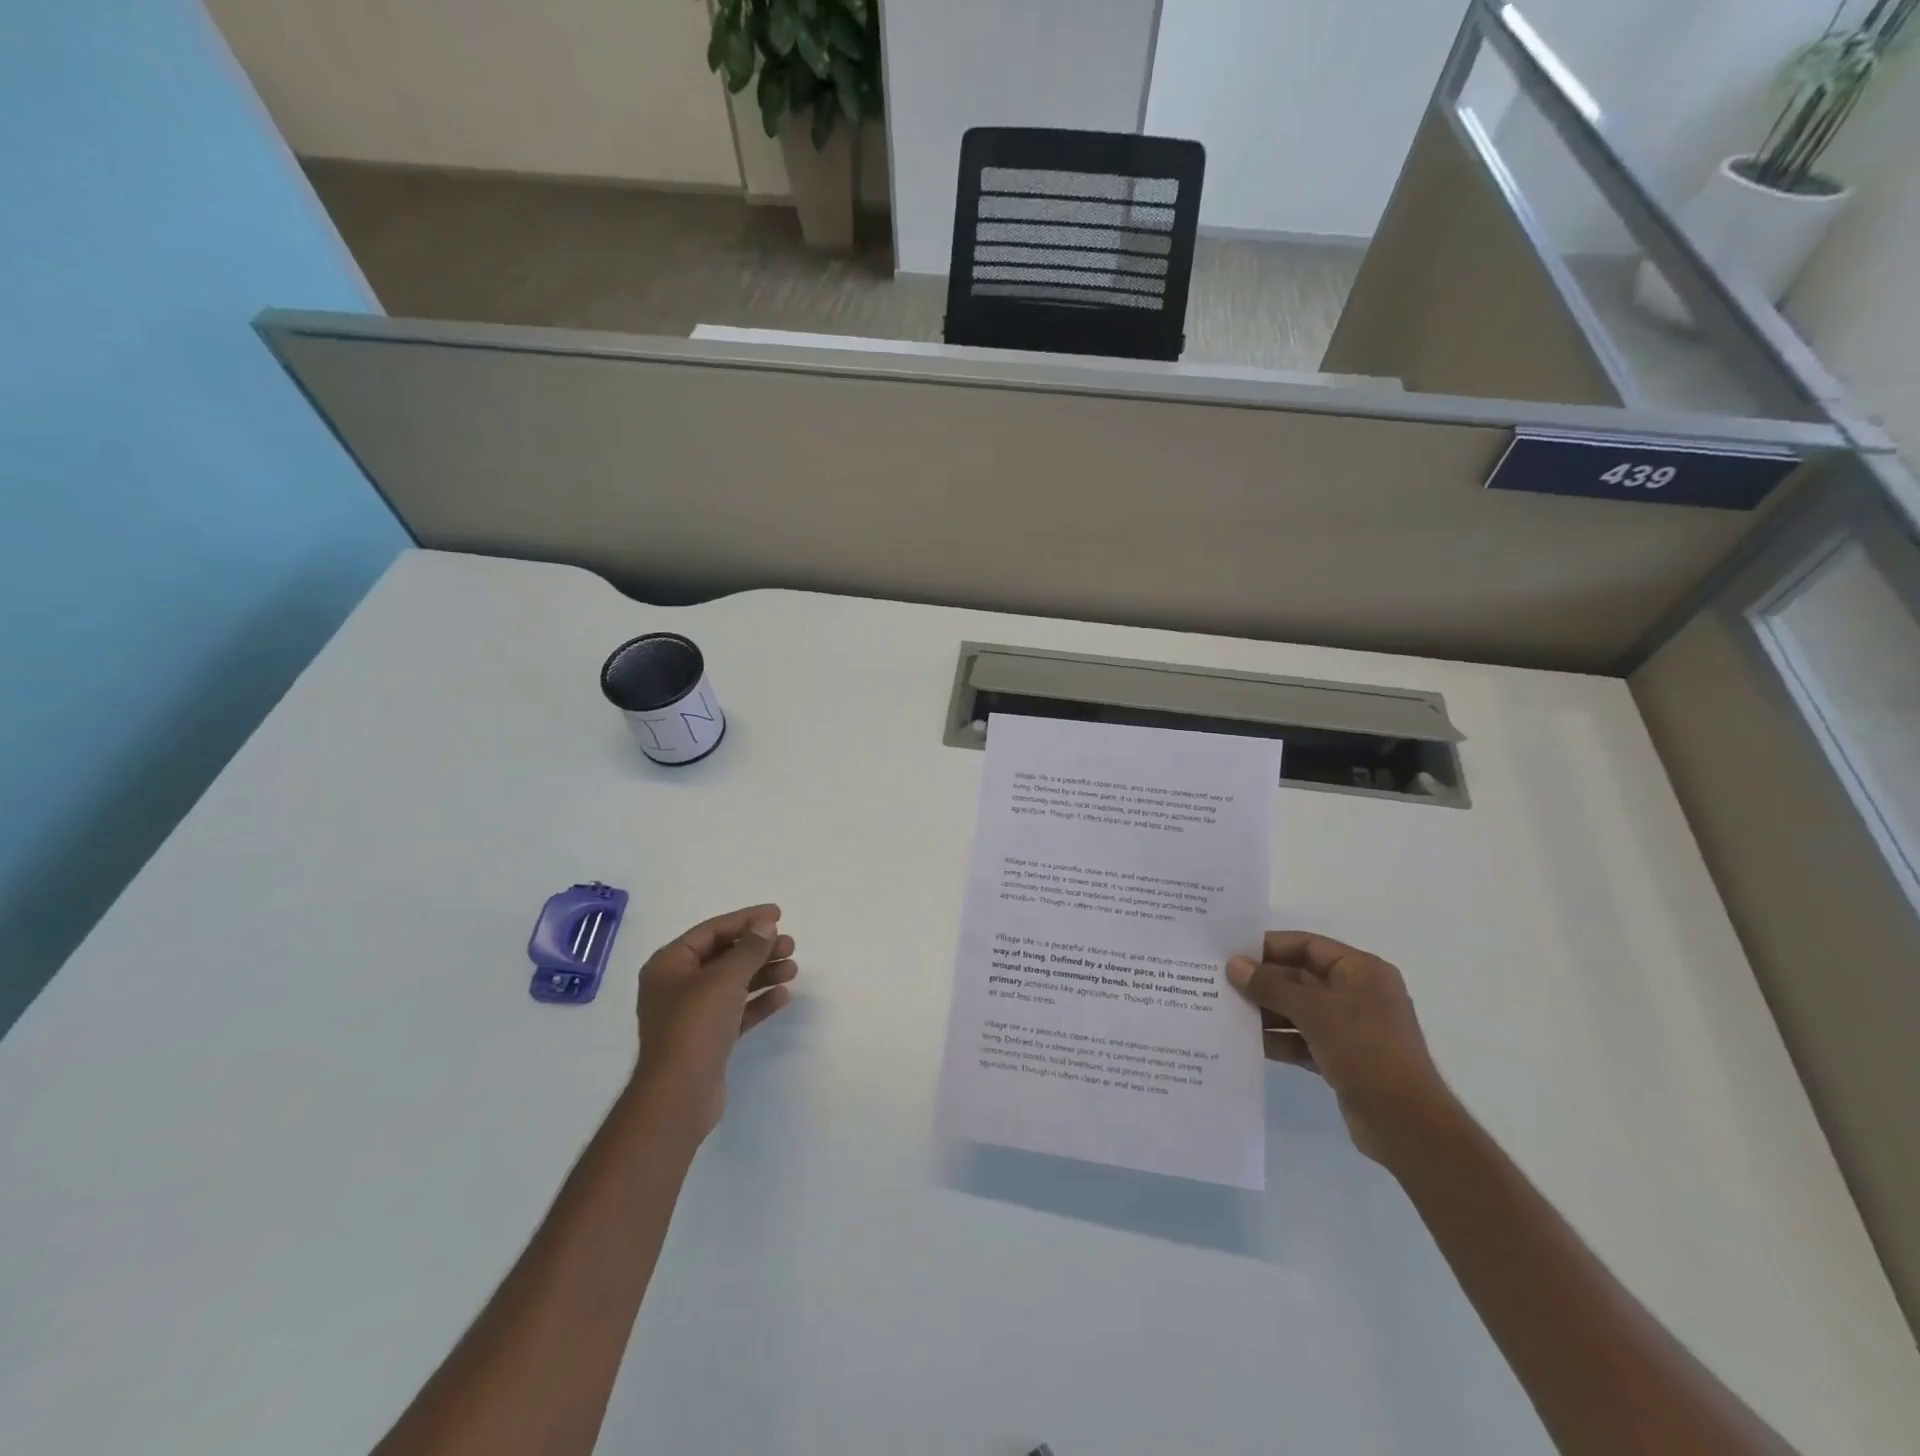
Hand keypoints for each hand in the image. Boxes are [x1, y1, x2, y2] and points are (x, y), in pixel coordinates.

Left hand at [633, 904, 797, 1139]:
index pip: (712, 931)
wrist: (679, 1096)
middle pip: (724, 956)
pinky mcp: (708, 1039)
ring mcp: (692, 1014)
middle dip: (758, 949)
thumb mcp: (724, 979)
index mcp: (670, 964)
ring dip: (763, 973)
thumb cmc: (695, 1027)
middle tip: (790, 946)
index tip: (778, 915)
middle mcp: (677, 985)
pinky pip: (736, 1010)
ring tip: (793, 969)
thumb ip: (749, 949)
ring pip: (733, 983)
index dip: (746, 920)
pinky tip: (783, 996)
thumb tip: (766, 926)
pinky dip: (758, 1001)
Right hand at [1226, 932, 1453, 1163]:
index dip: (1269, 947)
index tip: (1231, 953)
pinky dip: (1278, 1039)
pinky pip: (1302, 1039)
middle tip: (1219, 982)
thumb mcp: (1314, 1011)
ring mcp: (1350, 1028)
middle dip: (1262, 981)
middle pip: (1300, 977)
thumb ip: (1271, 986)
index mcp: (1361, 971)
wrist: (1407, 1125)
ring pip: (1298, 1009)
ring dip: (1266, 1011)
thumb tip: (1234, 964)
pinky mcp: (1341, 1058)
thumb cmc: (1365, 1051)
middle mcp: (1357, 993)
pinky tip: (1247, 1043)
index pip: (1307, 945)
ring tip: (1225, 1011)